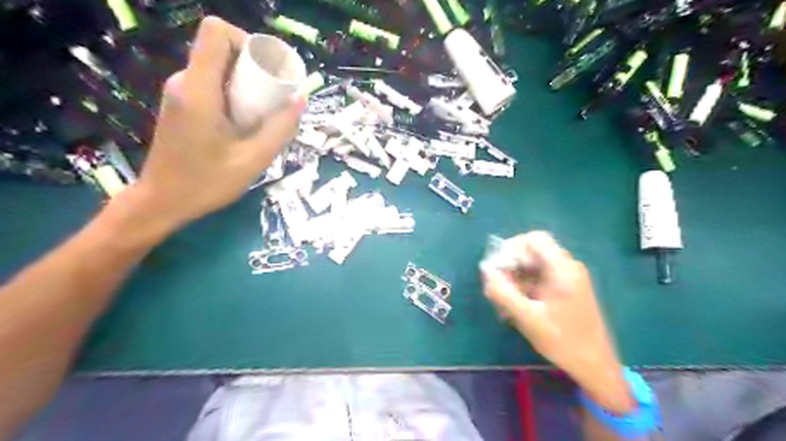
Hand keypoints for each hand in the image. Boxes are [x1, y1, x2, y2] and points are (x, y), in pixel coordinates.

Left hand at [127, 15, 304, 228]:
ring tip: (264, 116)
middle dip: (254, 68)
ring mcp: (180, 93)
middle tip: (275, 99)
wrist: (163, 201)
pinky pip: (213, 85)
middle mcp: (185, 82)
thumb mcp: (253, 160)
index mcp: (199, 89)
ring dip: (246, 85)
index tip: (268, 71)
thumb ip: (280, 128)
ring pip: (219, 69)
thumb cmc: (207, 183)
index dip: (246, 42)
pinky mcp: (181, 105)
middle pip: (222, 50)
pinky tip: (246, 124)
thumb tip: (301, 99)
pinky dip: (235, 96)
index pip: (216, 33)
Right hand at [483, 230, 633, 412]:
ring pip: (533, 266)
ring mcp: (568, 278)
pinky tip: (515, 307)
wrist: (595, 366)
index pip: (534, 239)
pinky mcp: (566, 289)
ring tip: (502, 302)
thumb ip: (503, 292)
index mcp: (562, 269)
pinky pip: (540, 279)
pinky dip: (524, 287)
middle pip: (532, 252)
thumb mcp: (527, 317)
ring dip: (515, 279)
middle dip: (510, 266)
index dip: (512, 247)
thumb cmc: (562, 340)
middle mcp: (567, 267)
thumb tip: (485, 270)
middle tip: (496, 288)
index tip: (497, 267)